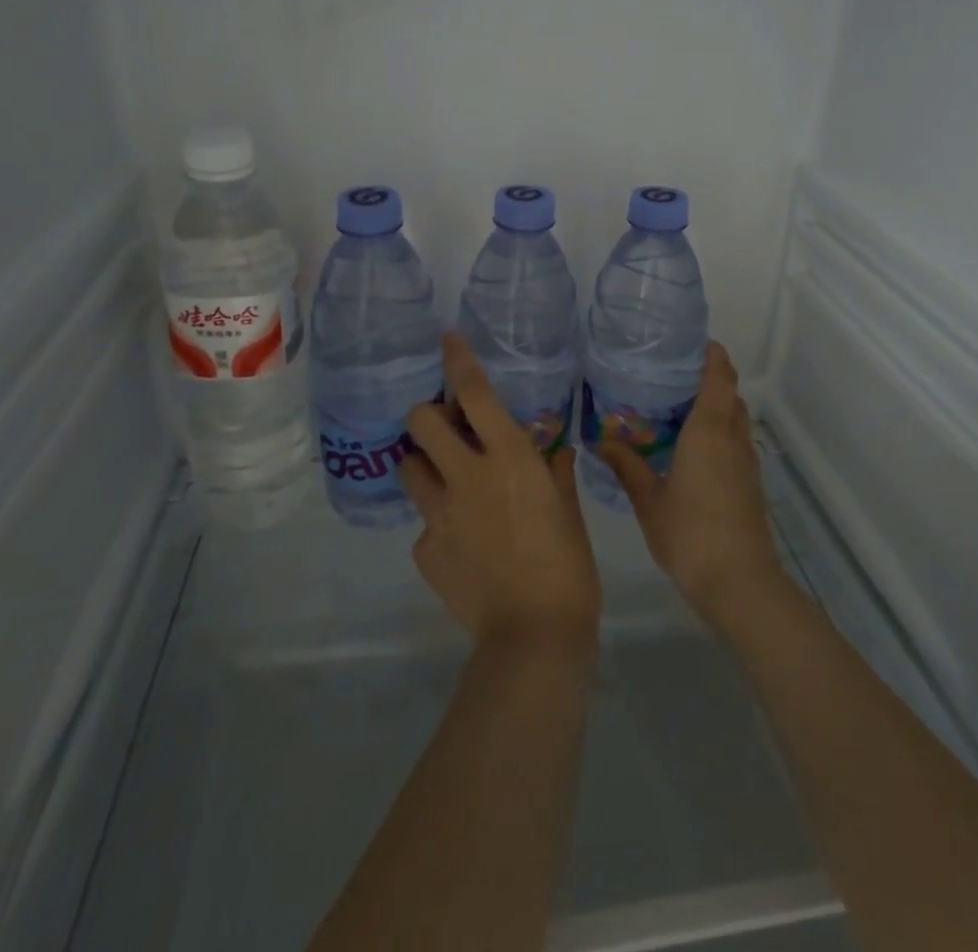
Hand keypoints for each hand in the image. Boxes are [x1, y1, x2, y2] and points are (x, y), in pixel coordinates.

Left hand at [401, 335, 601, 661]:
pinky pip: (423, 523)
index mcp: (508, 459)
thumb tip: (553, 449)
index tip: (447, 338)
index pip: (475, 394)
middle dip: (428, 414)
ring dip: (423, 463)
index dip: (458, 360)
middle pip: (421, 421)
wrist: (533, 638)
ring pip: (408, 466)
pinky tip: (461, 543)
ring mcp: (438, 514)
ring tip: (445, 480)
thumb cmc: (567, 567)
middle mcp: (465, 476)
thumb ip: (555, 472)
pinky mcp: (424, 550)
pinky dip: (437, 522)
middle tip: (446, 428)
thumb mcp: (569, 511)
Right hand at [598, 342, 785, 633]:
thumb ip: (627, 466)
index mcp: (709, 432)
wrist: (740, 583)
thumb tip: (601, 439)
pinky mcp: (751, 484)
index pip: (720, 378)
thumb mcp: (649, 500)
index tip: (695, 341)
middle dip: (711, 378)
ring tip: (680, 407)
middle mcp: (733, 439)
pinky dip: (720, 432)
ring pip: (737, 419)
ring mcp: (746, 463)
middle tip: (675, 374)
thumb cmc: (690, 534)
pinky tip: (693, 449)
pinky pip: (737, 442)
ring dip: (717, 406)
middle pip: (731, 395)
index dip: (713, 355)